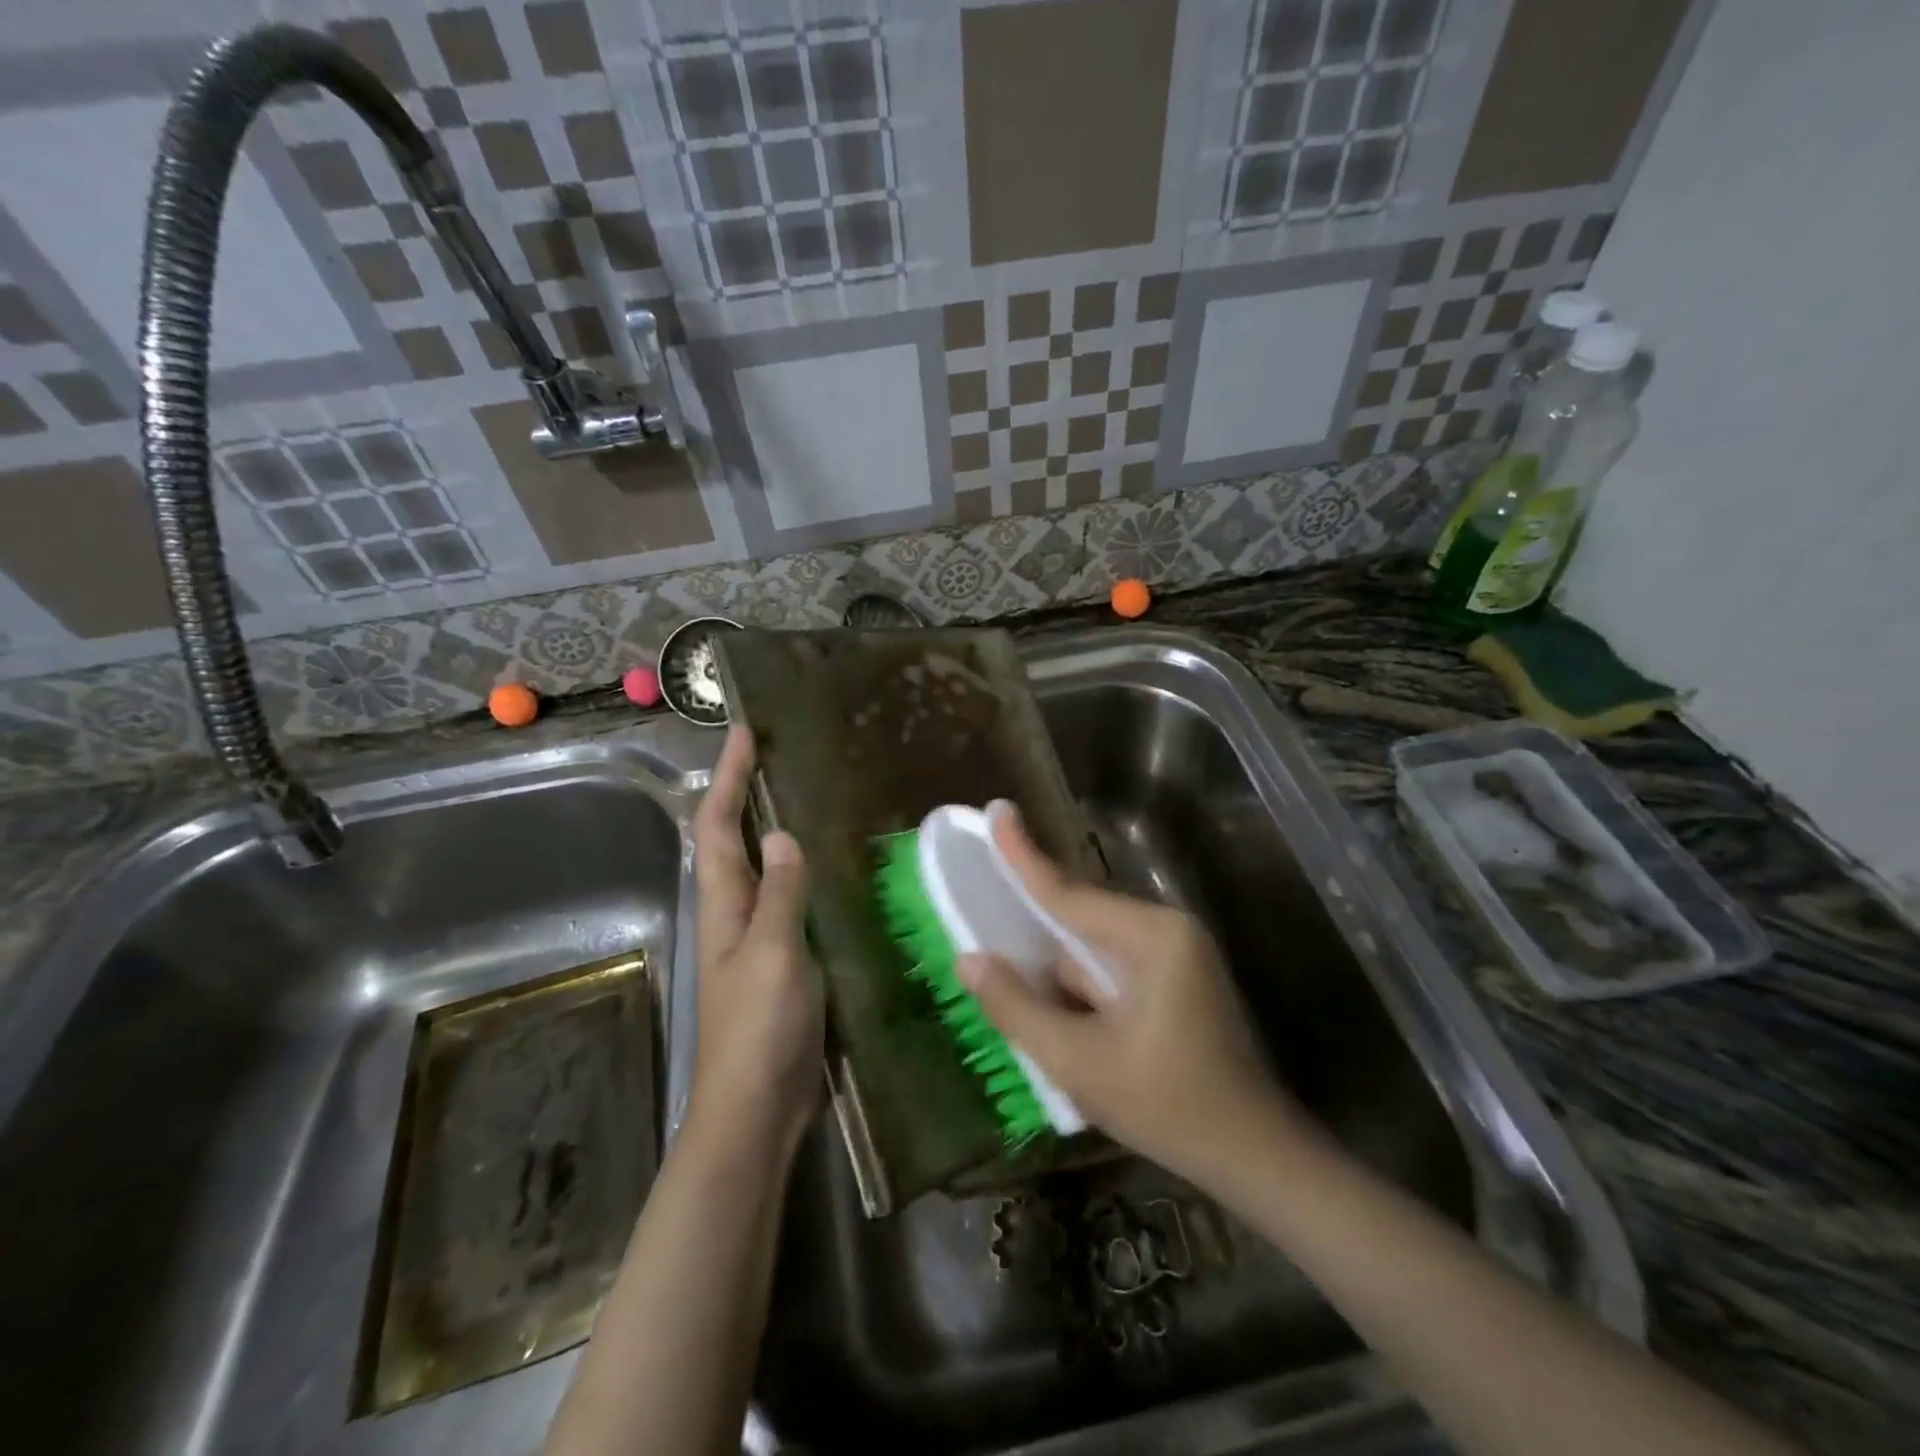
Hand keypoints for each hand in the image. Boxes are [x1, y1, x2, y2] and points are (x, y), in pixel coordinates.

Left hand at [687, 726, 823, 1165]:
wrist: (758, 1107)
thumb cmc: (759, 1028)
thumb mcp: (773, 952)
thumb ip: (779, 893)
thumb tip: (781, 835)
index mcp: (722, 905)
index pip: (717, 826)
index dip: (727, 778)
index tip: (743, 733)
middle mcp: (732, 914)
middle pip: (730, 841)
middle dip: (743, 795)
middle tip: (774, 755)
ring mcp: (754, 939)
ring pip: (757, 869)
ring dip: (769, 829)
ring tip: (802, 796)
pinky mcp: (780, 961)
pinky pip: (785, 901)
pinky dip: (797, 872)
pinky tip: (827, 869)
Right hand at [957, 805, 1300, 1183]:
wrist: (1255, 1157)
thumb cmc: (1168, 1107)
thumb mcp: (1079, 1063)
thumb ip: (1018, 1007)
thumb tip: (969, 959)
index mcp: (1152, 937)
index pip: (1070, 892)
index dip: (1024, 855)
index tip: (997, 811)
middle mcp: (1167, 930)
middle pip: (1082, 914)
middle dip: (1033, 919)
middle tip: (984, 899)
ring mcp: (1177, 953)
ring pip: (1095, 945)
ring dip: (1058, 964)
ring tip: (1015, 974)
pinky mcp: (1177, 978)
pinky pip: (1113, 965)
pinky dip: (1082, 982)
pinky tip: (1062, 1012)